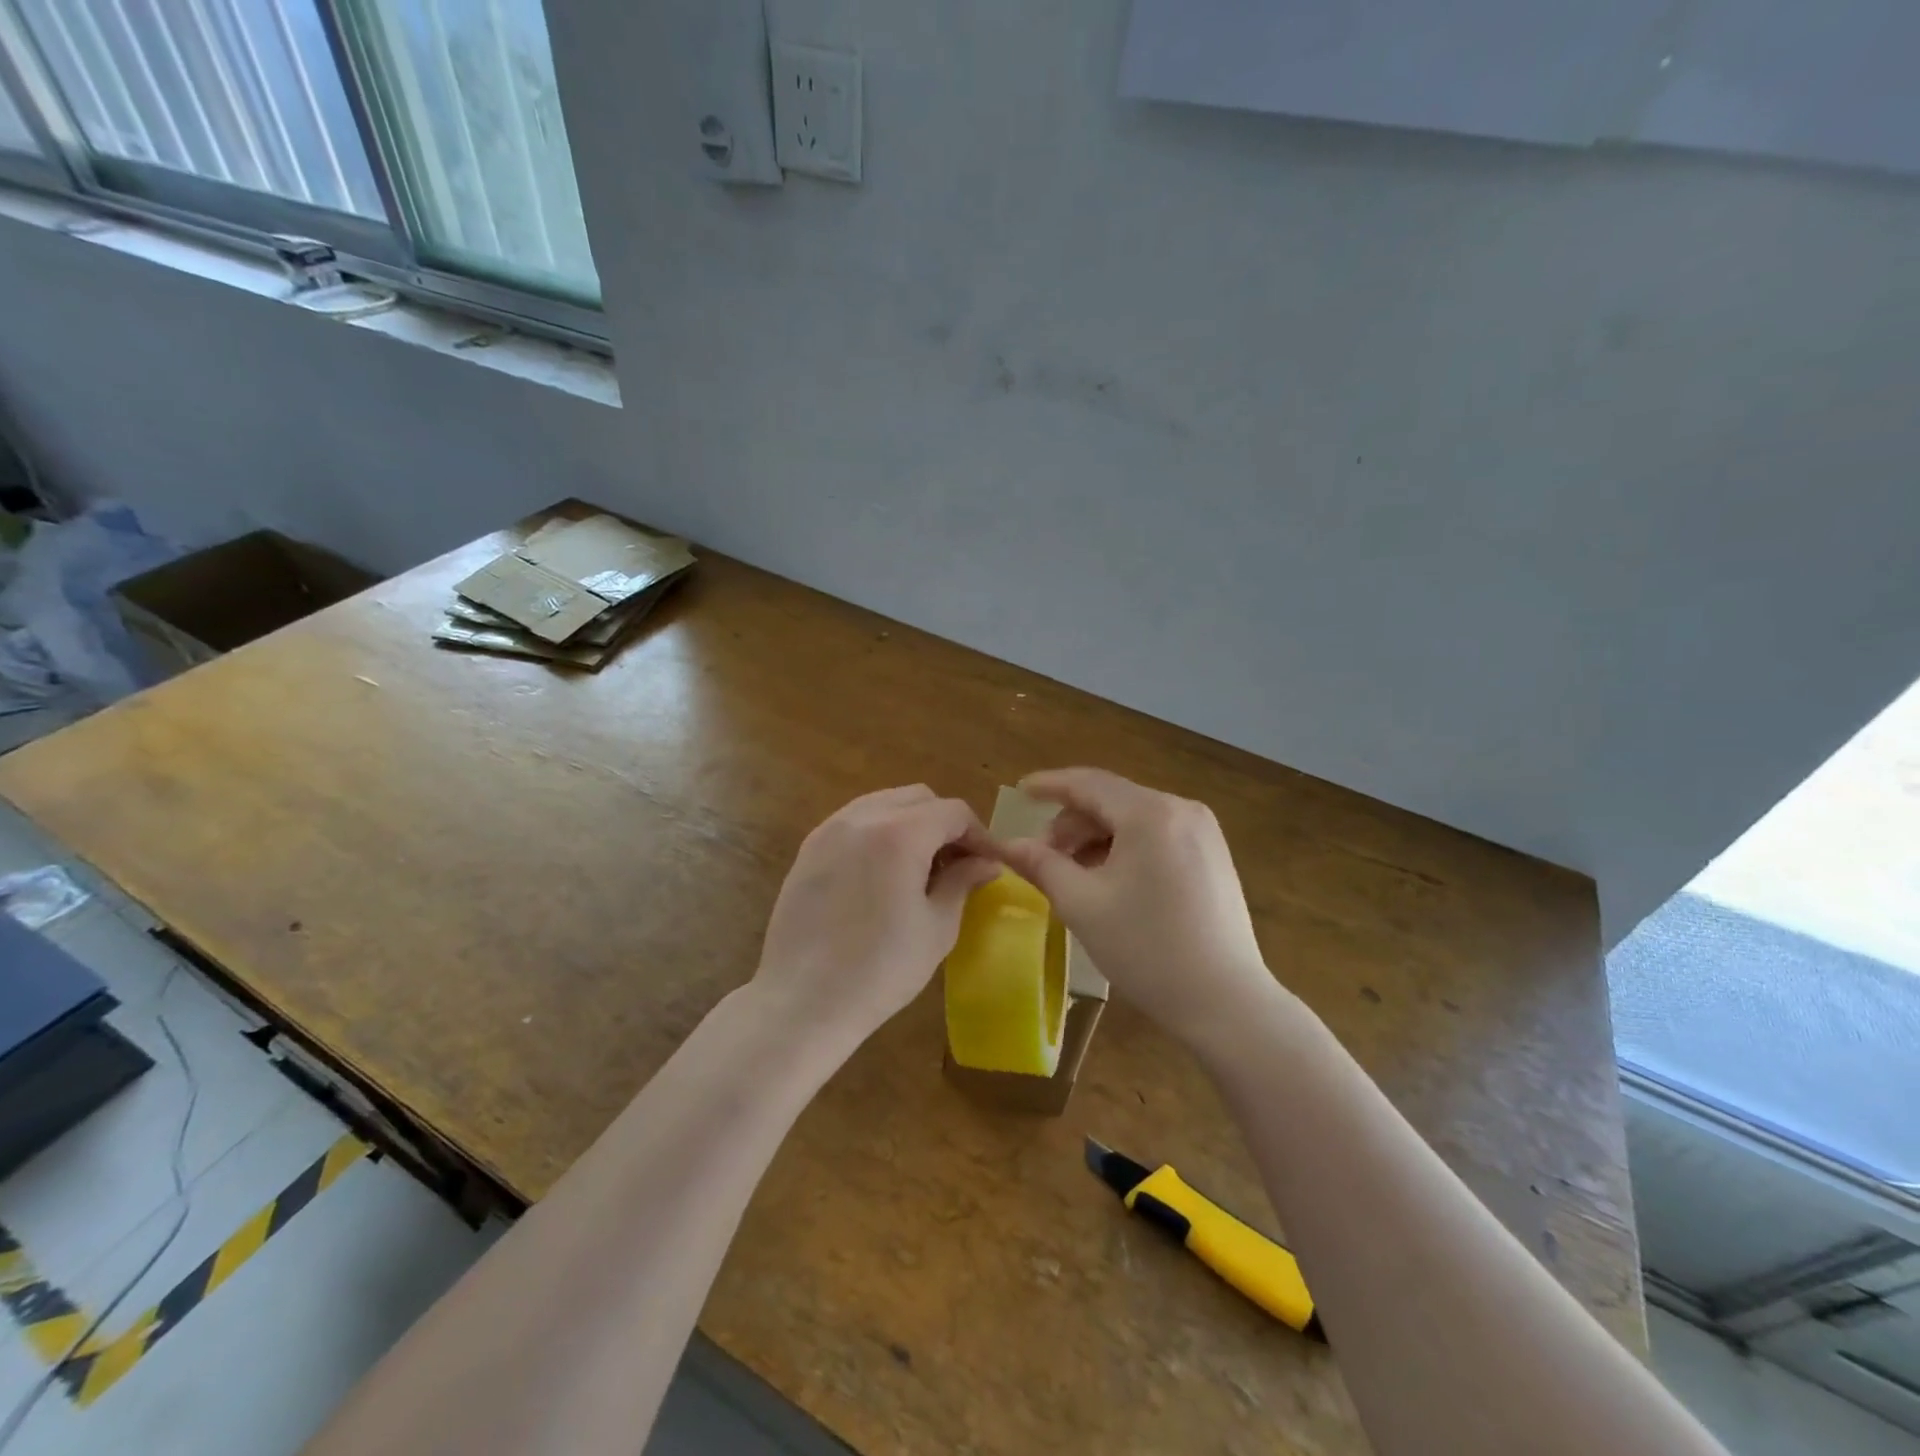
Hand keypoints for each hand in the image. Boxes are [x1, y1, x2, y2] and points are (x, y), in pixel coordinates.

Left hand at [753, 786, 999, 1049]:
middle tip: (957, 863)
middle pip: (918, 798)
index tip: (989, 864)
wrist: (803, 1000)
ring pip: (884, 803)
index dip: (979, 834)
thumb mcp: (937, 928)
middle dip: (945, 823)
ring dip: (911, 824)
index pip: (953, 812)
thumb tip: (986, 863)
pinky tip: (884, 873)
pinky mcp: (809, 847)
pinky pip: (855, 821)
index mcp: (900, 834)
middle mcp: (863, 817)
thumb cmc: (880, 969)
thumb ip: (962, 882)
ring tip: (921, 868)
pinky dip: (879, 832)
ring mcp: (830, 829)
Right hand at [996, 768, 1291, 1053]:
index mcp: (1150, 813)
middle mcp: (1181, 809)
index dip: (1049, 785)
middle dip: (1072, 822)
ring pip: (1134, 818)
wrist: (1225, 1002)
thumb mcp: (1082, 904)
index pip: (1088, 783)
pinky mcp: (1213, 855)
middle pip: (1112, 800)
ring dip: (1097, 837)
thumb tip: (1008, 844)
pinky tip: (1109, 879)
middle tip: (1043, 856)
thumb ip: (1041, 865)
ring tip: (1073, 873)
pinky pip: (1157, 834)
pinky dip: (1125, 847)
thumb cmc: (1147, 949)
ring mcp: (1203, 831)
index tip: (1019, 790)